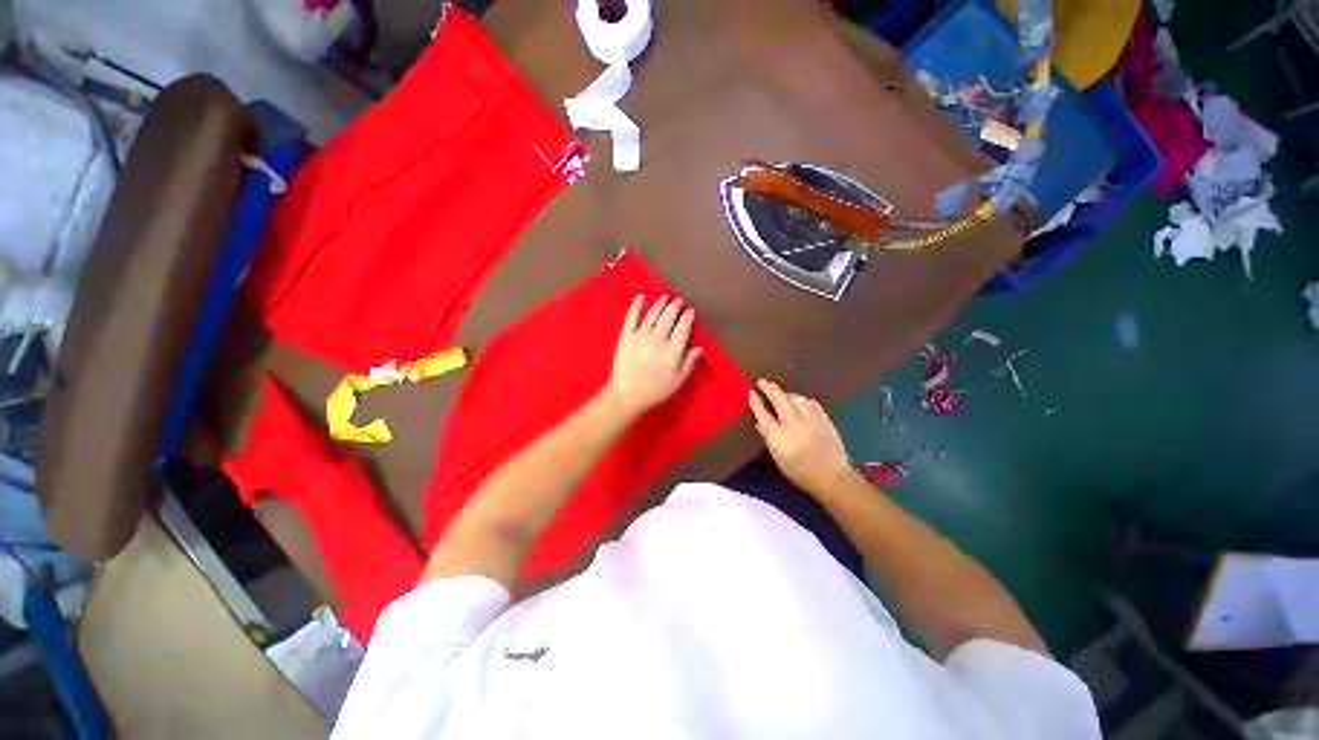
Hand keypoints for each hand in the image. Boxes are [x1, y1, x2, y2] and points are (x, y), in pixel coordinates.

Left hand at [605, 295, 702, 417]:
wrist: (626, 395)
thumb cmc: (655, 391)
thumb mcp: (677, 381)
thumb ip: (689, 363)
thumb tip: (699, 347)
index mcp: (672, 351)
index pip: (682, 328)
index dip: (687, 317)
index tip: (690, 311)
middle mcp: (657, 340)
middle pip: (668, 317)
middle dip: (675, 307)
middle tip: (678, 301)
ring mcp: (640, 336)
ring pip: (652, 314)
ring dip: (660, 303)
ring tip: (665, 297)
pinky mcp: (626, 336)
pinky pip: (631, 317)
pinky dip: (636, 305)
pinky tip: (641, 297)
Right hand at [748, 379, 854, 495]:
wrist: (831, 477)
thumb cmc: (800, 472)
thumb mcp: (779, 458)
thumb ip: (768, 438)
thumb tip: (760, 423)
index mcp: (779, 438)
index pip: (763, 415)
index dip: (756, 402)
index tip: (751, 392)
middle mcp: (793, 425)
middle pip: (779, 400)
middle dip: (769, 388)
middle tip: (762, 382)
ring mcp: (811, 420)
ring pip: (796, 398)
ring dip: (787, 394)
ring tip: (783, 395)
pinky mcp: (824, 419)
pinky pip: (811, 403)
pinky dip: (803, 401)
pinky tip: (800, 403)